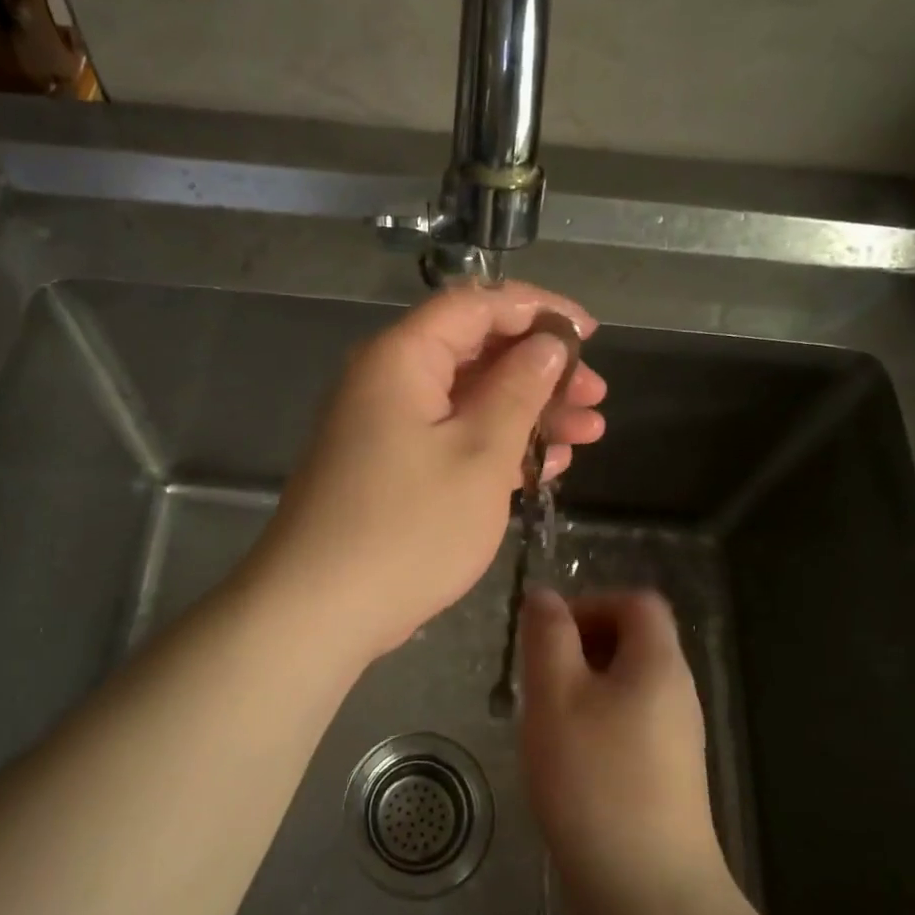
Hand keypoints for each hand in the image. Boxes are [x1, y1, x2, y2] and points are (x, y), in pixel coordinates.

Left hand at [249, 283, 606, 662]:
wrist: (319, 610)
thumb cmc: (408, 527)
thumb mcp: (480, 455)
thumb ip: (518, 390)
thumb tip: (546, 344)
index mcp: (401, 358)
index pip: (475, 305)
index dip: (538, 309)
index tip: (589, 332)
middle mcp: (388, 381)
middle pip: (474, 352)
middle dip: (540, 369)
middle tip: (595, 394)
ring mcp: (386, 428)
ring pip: (468, 400)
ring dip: (528, 412)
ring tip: (588, 432)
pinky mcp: (389, 468)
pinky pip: (450, 438)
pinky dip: (496, 446)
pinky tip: (544, 466)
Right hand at [518, 589, 734, 914]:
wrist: (650, 894)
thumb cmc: (595, 781)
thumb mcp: (556, 696)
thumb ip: (548, 637)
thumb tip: (544, 596)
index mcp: (659, 663)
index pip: (636, 603)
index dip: (591, 604)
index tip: (550, 638)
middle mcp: (677, 693)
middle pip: (633, 641)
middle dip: (580, 648)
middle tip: (540, 681)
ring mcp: (677, 738)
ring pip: (627, 685)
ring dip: (583, 688)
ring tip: (547, 722)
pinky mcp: (669, 776)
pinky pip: (630, 723)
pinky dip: (597, 723)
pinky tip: (569, 761)